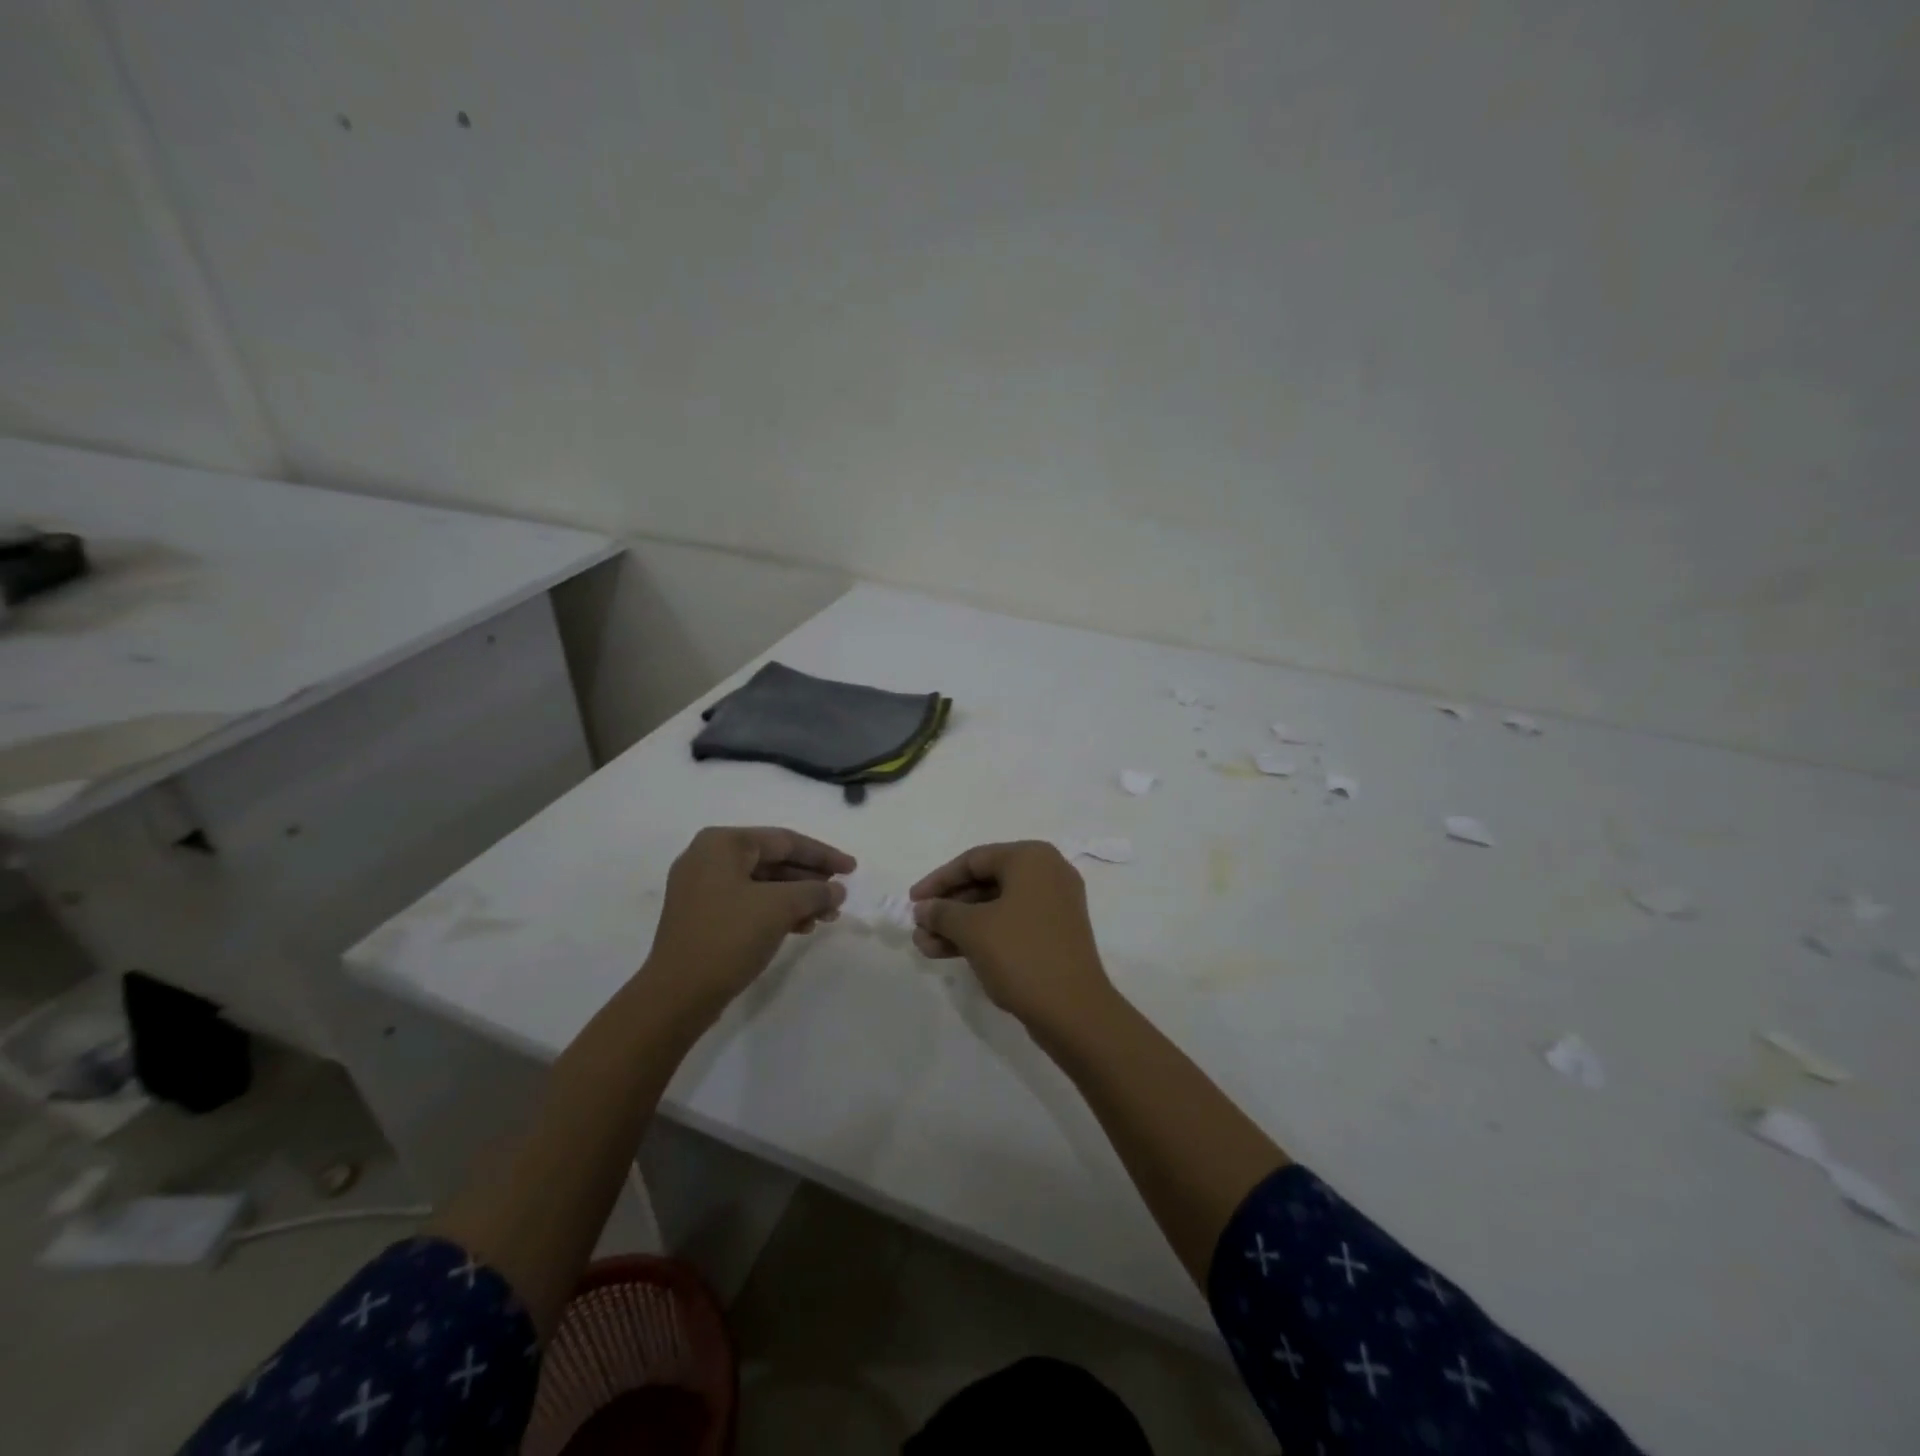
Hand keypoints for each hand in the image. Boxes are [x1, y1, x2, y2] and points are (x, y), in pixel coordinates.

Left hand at [643, 826, 854, 1018]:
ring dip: (797, 898)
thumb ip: (815, 891)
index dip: (823, 854)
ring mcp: (702, 887)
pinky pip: (748, 902)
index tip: (852, 869)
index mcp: (722, 843)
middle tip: (840, 895)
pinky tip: (801, 927)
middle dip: (810, 879)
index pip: (784, 840)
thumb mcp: (780, 908)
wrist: (677, 995)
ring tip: (826, 917)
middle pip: (773, 861)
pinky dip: (776, 911)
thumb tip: (836, 889)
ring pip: (762, 884)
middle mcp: (708, 857)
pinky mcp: (702, 915)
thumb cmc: (729, 937)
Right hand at [909, 840, 1114, 1030]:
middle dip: (948, 908)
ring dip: (958, 926)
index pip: (974, 860)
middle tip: (918, 927)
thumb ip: (942, 912)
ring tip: (924, 946)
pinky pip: (1009, 925)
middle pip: (984, 883)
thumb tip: (924, 909)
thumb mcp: (973, 929)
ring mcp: (1053, 906)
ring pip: (995, 908)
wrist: (1074, 1011)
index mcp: (1031, 859)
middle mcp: (1046, 874)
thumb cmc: (1021, 954)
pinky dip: (981, 936)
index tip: (912, 901)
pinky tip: (947, 953)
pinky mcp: (1054, 935)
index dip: (938, 880)